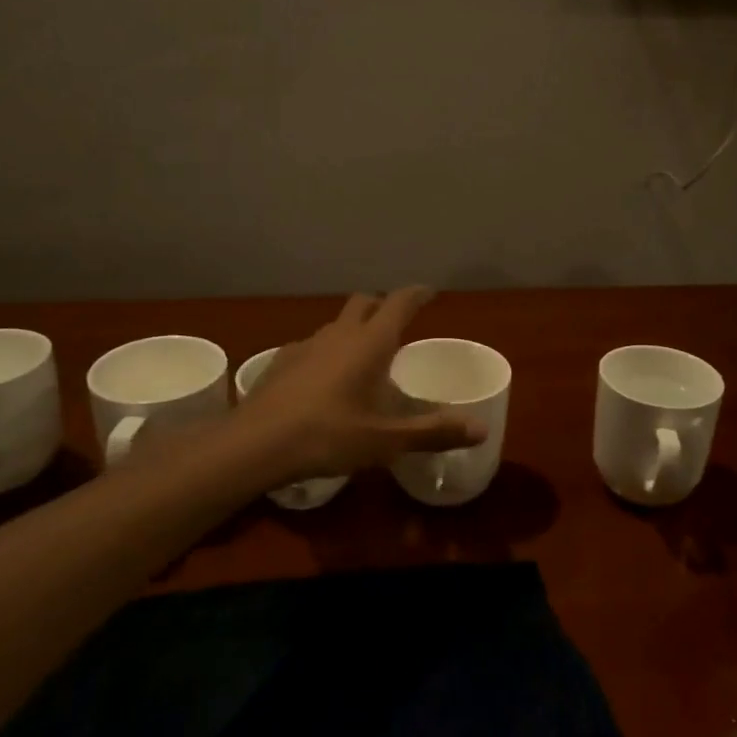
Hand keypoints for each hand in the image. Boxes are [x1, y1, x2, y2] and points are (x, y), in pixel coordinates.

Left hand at [236, 288, 486, 478]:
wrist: (255, 444)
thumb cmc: (328, 436)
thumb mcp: (386, 440)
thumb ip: (433, 432)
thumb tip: (481, 429)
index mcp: (370, 343)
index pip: (399, 303)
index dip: (417, 294)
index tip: (429, 292)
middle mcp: (339, 334)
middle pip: (365, 303)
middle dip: (383, 306)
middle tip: (397, 323)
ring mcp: (306, 344)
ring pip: (337, 323)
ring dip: (354, 329)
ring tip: (364, 355)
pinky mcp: (282, 361)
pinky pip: (314, 344)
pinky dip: (328, 351)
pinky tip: (325, 379)